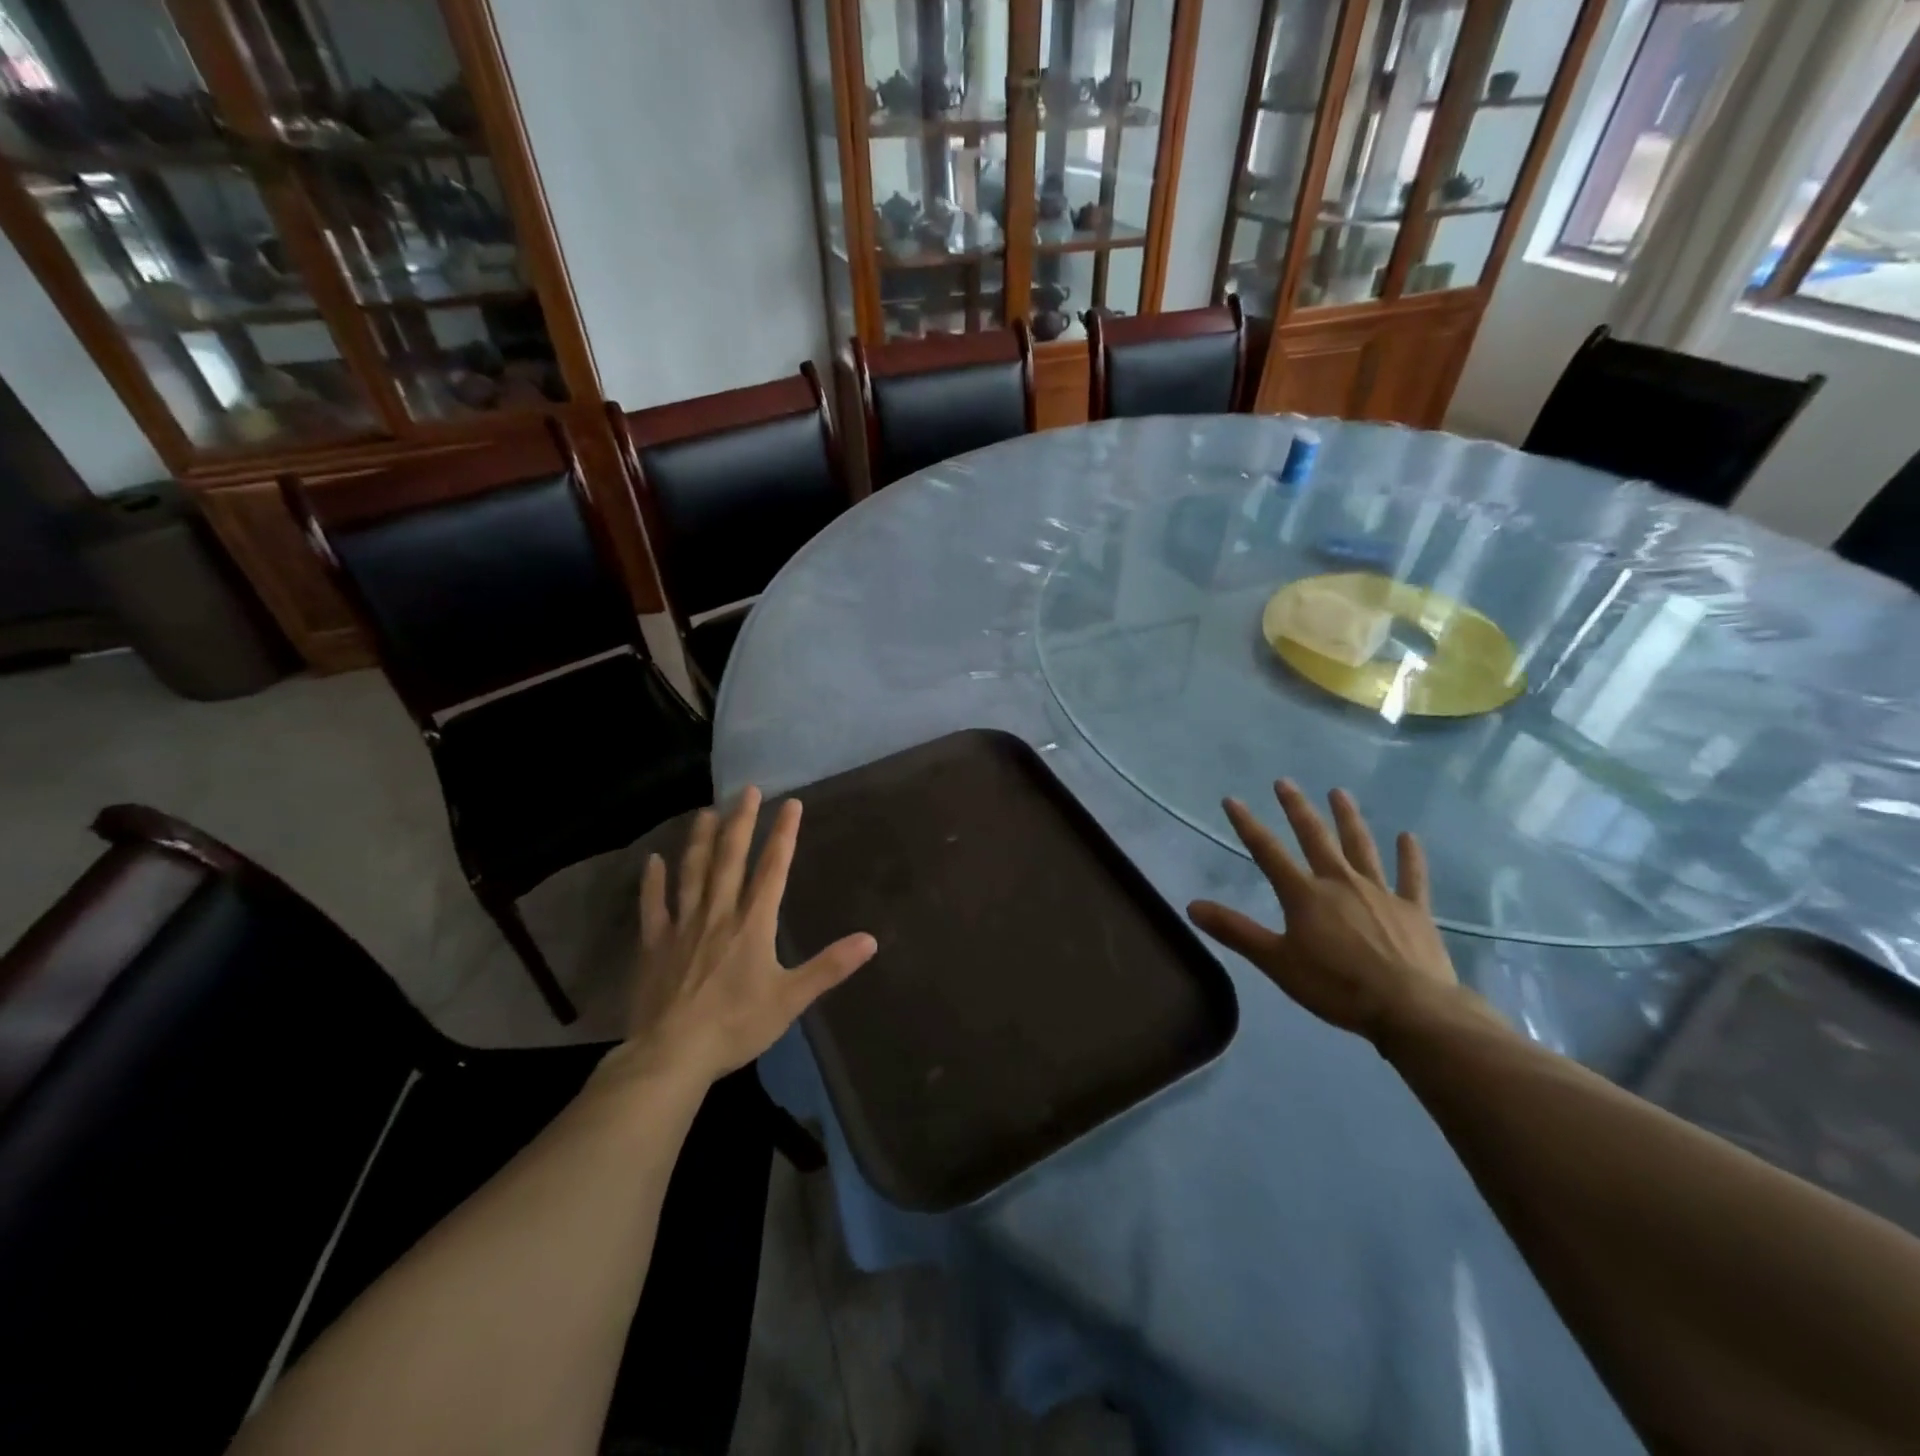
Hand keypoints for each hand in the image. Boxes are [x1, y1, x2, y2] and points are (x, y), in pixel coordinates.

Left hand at [619, 787, 876, 1086]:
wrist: (672, 1054)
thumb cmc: (736, 1025)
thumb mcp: (791, 999)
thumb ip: (829, 966)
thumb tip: (870, 940)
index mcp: (753, 923)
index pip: (773, 868)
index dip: (783, 834)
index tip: (791, 803)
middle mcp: (718, 913)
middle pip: (730, 858)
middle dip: (741, 822)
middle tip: (747, 790)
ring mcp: (683, 925)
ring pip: (692, 872)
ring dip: (700, 840)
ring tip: (706, 811)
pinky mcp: (654, 944)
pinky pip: (654, 906)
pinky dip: (653, 882)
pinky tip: (653, 861)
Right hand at [1187, 780, 1458, 1040]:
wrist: (1409, 1008)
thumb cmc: (1335, 986)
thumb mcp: (1276, 962)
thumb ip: (1235, 931)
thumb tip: (1192, 905)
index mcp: (1305, 894)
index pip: (1267, 851)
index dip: (1247, 824)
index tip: (1232, 800)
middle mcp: (1340, 882)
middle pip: (1315, 837)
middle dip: (1297, 809)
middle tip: (1285, 782)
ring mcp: (1380, 892)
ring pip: (1361, 847)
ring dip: (1348, 818)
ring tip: (1339, 792)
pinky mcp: (1413, 909)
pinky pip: (1411, 877)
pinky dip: (1409, 856)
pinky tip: (1408, 837)